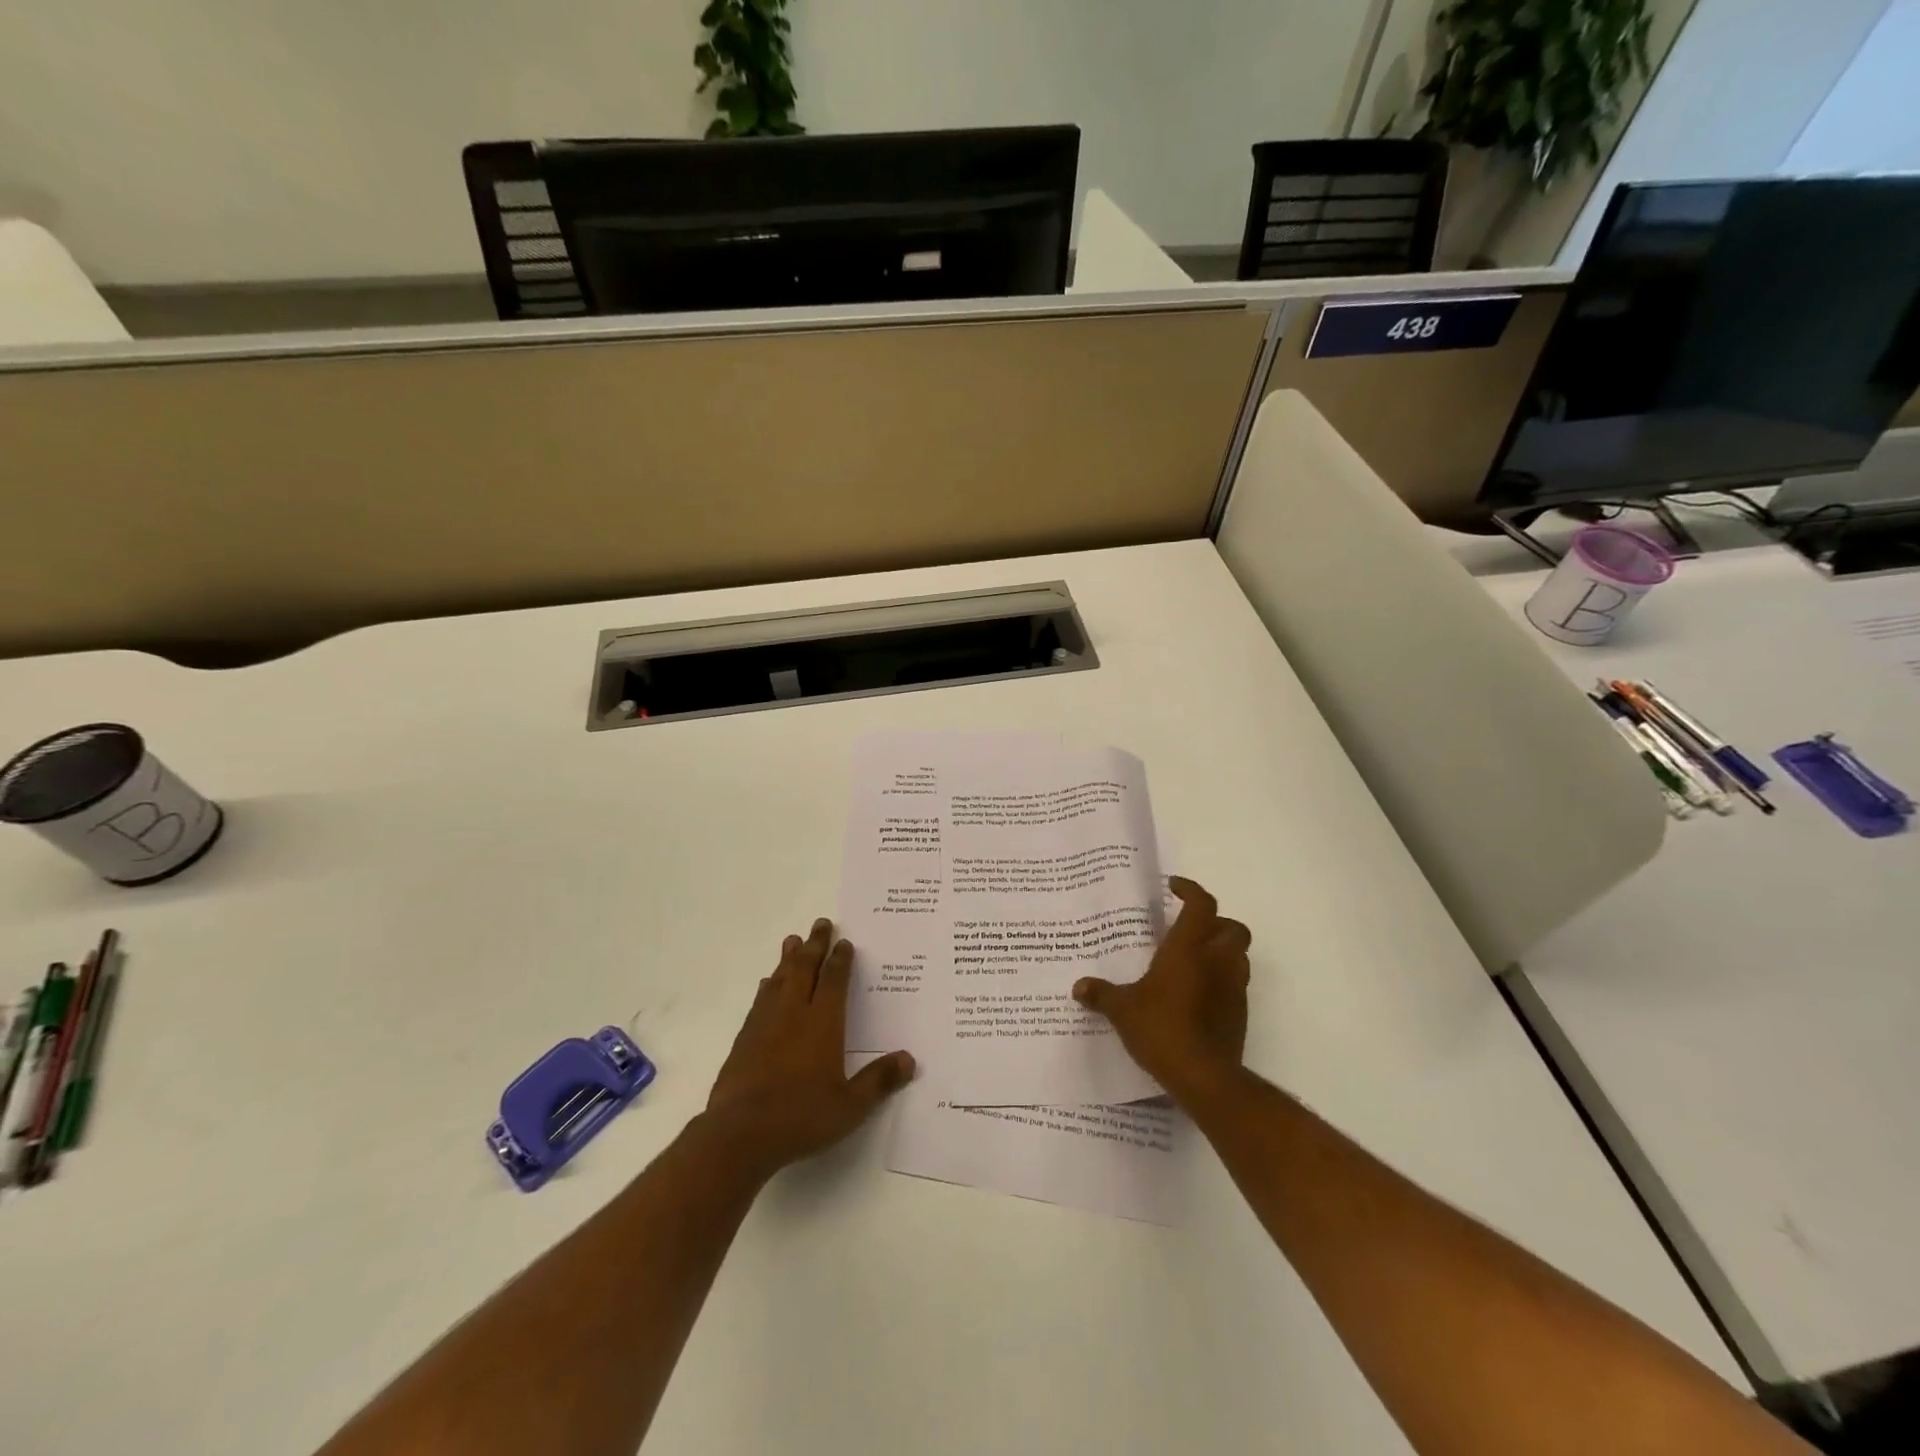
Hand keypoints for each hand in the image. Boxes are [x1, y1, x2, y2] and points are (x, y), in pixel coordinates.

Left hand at [702, 917, 914, 1180]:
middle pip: (804, 969)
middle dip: (815, 945)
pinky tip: (767, 984)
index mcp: (822, 1023)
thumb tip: (910, 1059)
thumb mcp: (850, 1106)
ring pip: (779, 979)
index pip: (833, 981)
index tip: (845, 942)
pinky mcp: (744, 1039)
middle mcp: (793, 1013)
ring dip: (788, 958)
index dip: (840, 959)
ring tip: (793, 940)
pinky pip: (760, 1000)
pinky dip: (767, 985)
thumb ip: (879, 1081)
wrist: (740, 1134)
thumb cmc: (801, 1117)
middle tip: (821, 923)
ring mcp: (765, 1023)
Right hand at [1072, 877, 1250, 1103]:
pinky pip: (1236, 985)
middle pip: (1233, 927)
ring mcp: (1234, 988)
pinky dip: (1222, 981)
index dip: (1191, 890)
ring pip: (1239, 956)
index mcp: (1189, 949)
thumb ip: (1102, 995)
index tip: (1174, 887)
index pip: (1202, 904)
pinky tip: (1197, 995)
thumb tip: (1078, 987)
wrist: (1203, 1076)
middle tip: (1190, 929)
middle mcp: (1217, 961)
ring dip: (1222, 951)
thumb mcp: (1123, 1010)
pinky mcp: (1240, 1014)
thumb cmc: (1162, 1028)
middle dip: (1216, 923)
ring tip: (1194, 961)